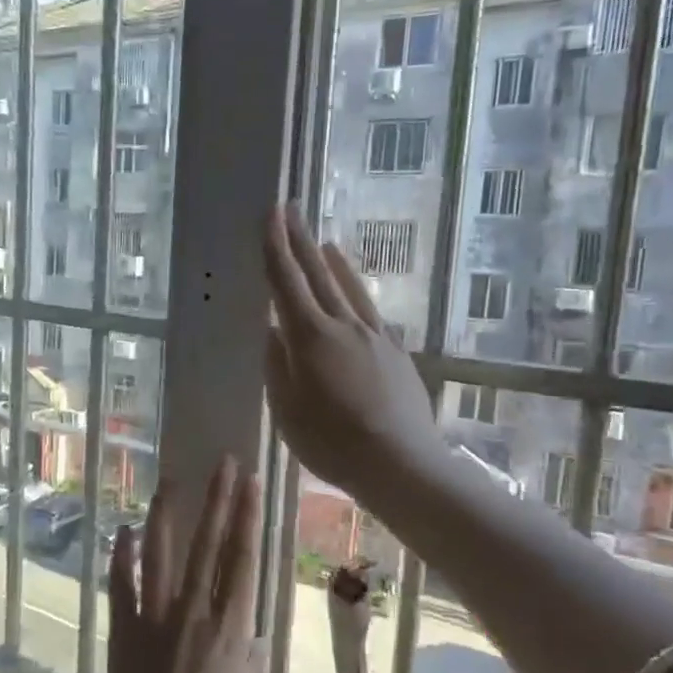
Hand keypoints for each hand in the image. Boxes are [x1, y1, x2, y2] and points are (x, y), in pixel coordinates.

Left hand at [106, 458, 267, 672]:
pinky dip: (123, 556)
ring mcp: (156, 619)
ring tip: (172, 481)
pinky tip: (125, 530)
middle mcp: (195, 614)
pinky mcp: (125, 630)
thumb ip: (246, 660)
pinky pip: (123, 586)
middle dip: (218, 500)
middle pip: (209, 545)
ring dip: (168, 515)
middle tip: (224, 463)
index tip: (251, 482)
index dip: (248, 517)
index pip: (243, 560)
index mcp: (231, 629)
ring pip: (163, 555)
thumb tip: (250, 635)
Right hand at [263, 204, 443, 496]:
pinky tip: (354, 293)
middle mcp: (344, 326)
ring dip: (332, 263)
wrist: (400, 462)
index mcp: (310, 337)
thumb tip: (273, 332)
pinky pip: (369, 310)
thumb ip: (277, 366)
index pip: (287, 283)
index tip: (271, 214)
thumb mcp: (287, 410)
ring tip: (322, 243)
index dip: (276, 247)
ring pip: (349, 289)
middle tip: (290, 210)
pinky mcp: (395, 352)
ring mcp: (374, 336)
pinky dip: (356, 292)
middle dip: (300, 241)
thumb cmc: (332, 442)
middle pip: (318, 275)